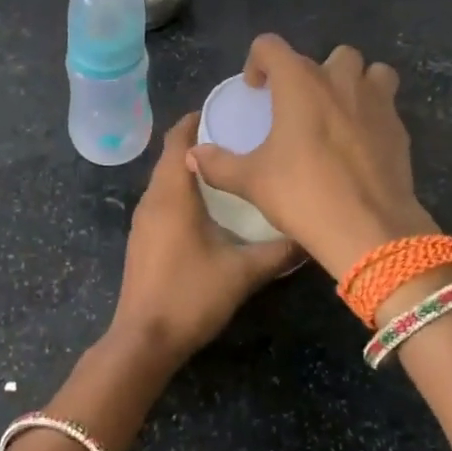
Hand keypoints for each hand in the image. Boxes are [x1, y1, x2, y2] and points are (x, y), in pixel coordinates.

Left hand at [106, 113, 297, 369]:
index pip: (177, 140)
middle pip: (170, 158)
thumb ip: (279, 251)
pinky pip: (162, 202)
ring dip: (190, 170)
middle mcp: (152, 200)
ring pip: (166, 181)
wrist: (144, 340)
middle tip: (237, 138)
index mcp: (172, 195)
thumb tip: (309, 234)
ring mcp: (142, 221)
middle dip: (199, 144)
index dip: (196, 121)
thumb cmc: (191, 296)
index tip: (225, 110)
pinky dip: (182, 192)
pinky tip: (209, 208)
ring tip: (228, 169)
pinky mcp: (142, 240)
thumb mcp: (243, 272)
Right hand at [187, 35, 436, 279]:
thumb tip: (193, 155)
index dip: (258, 62)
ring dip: (354, 83)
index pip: (271, 46)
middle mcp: (340, 81)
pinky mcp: (399, 128)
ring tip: (338, 113)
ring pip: (370, 71)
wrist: (370, 228)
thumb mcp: (252, 182)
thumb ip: (219, 164)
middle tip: (298, 105)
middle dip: (312, 73)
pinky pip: (386, 106)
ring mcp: (376, 102)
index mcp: (300, 83)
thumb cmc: (304, 194)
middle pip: (328, 55)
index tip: (255, 90)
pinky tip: (359, 145)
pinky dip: (372, 114)